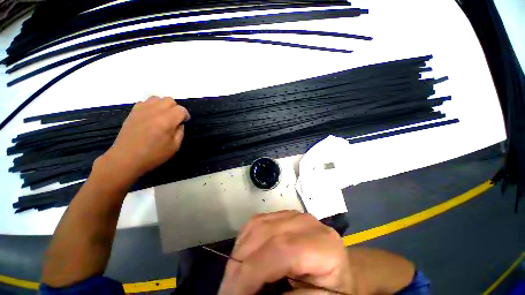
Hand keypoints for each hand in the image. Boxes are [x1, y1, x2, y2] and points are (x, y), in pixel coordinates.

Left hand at [95, 96, 189, 184]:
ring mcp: (142, 110)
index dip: (185, 115)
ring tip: (163, 116)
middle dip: (175, 108)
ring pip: (157, 98)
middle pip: (170, 100)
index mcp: (166, 121)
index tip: (184, 122)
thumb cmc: (153, 155)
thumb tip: (180, 123)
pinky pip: (145, 101)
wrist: (126, 158)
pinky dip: (152, 106)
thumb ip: (180, 132)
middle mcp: (154, 111)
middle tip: (174, 120)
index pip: (181, 109)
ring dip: (163, 105)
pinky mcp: (133, 111)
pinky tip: (151, 116)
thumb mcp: (174, 147)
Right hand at [219, 210, 355, 294]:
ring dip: (239, 251)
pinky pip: (257, 221)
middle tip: (227, 289)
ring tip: (234, 276)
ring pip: (257, 224)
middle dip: (239, 263)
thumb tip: (249, 292)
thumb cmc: (330, 288)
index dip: (251, 272)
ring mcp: (292, 214)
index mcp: (323, 244)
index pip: (281, 250)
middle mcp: (306, 222)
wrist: (336, 268)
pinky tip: (243, 257)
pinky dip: (245, 239)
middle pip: (264, 233)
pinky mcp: (282, 214)